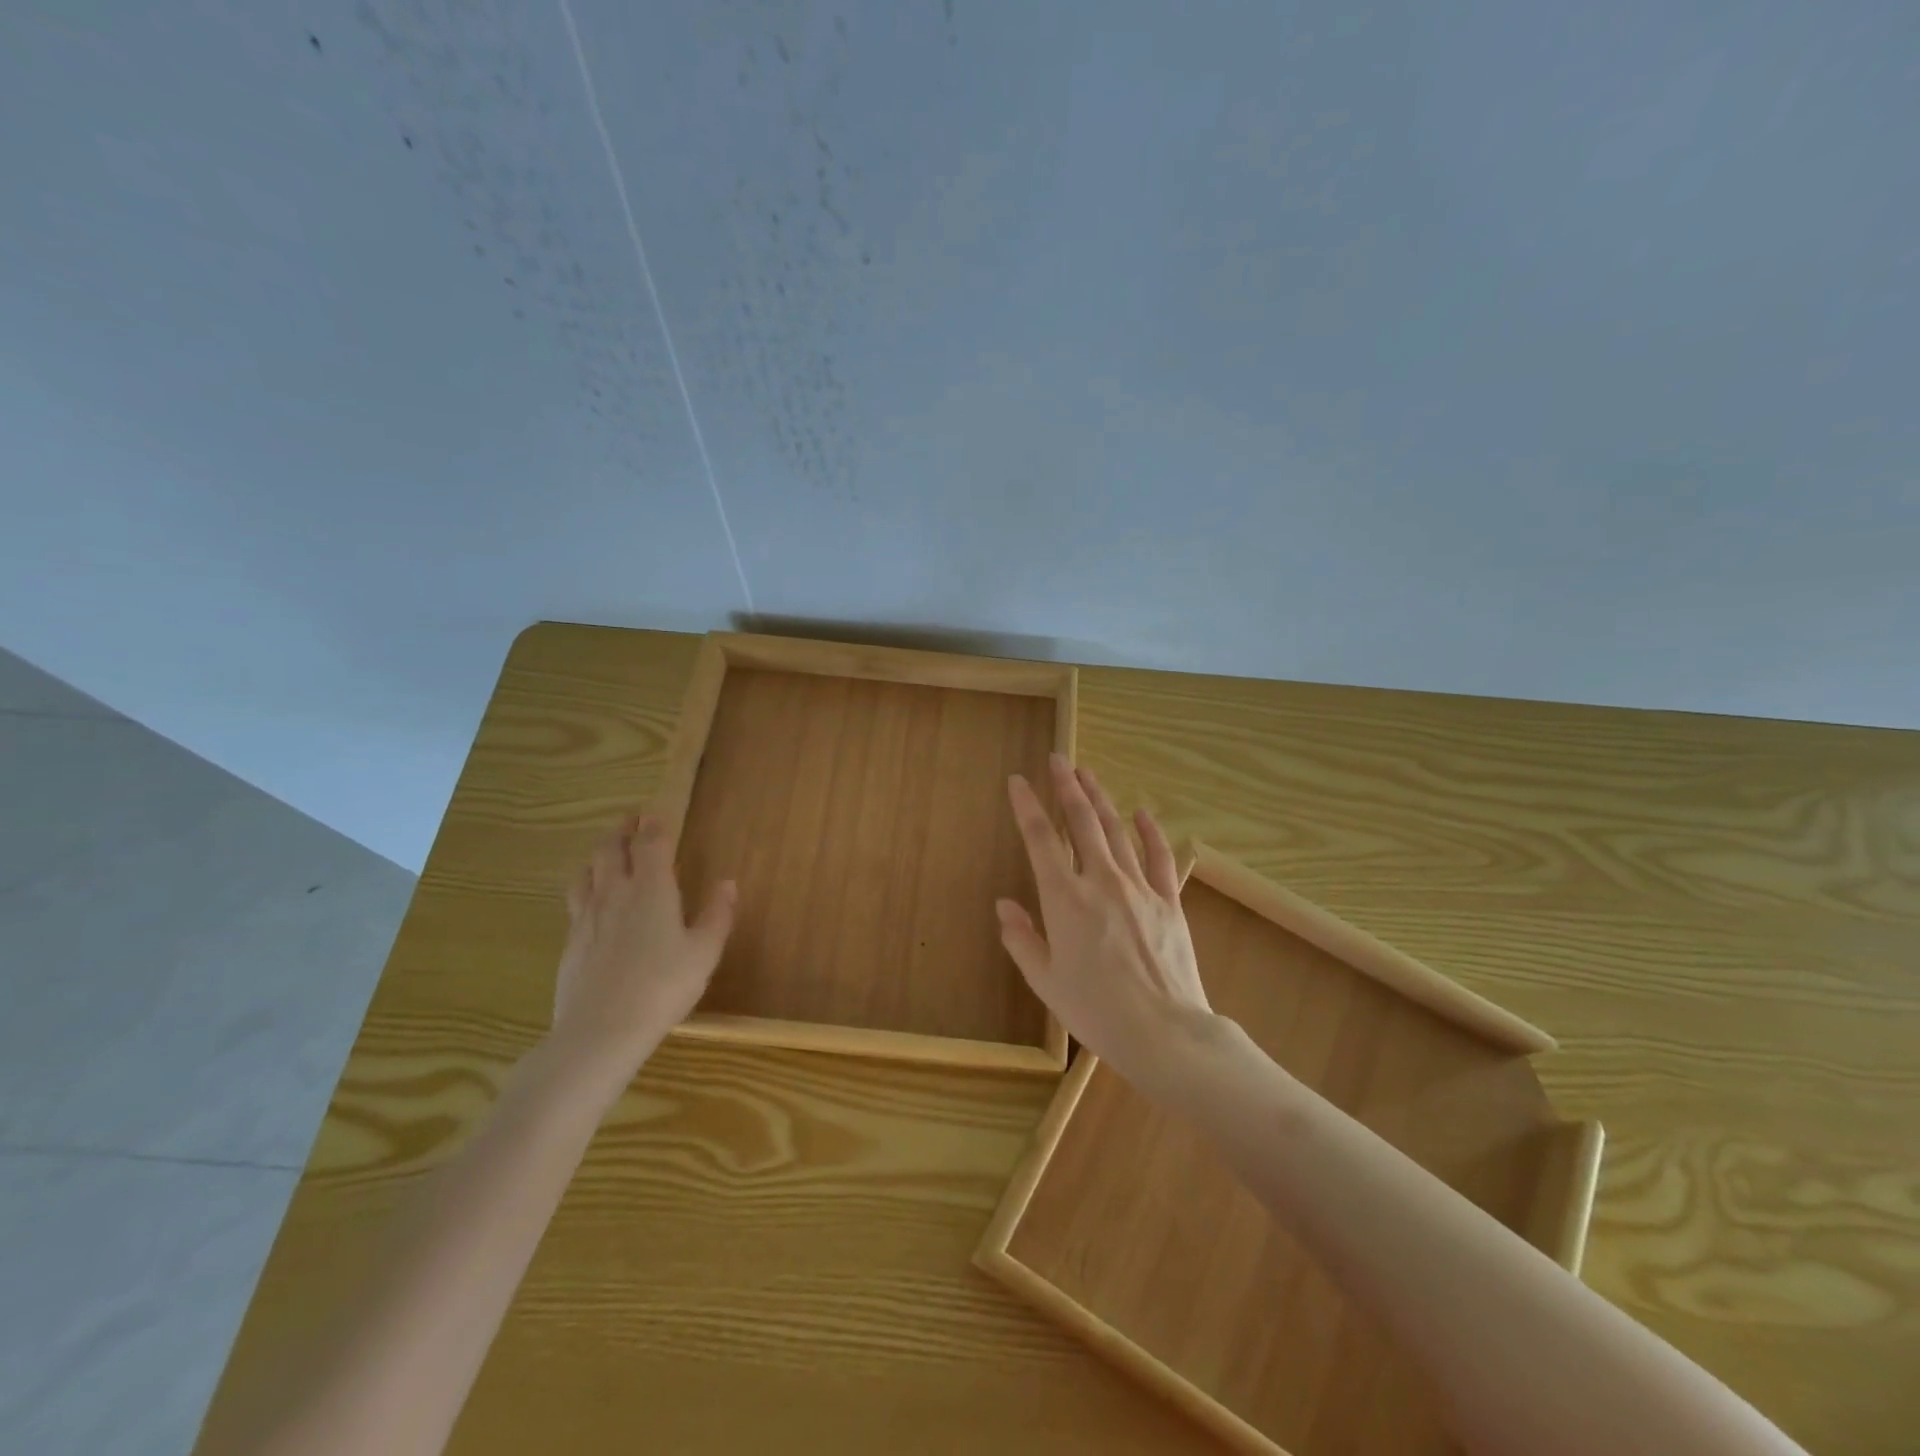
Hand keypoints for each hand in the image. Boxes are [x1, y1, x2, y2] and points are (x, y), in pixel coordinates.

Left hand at [550, 812, 735, 1083]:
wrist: (601, 1031)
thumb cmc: (663, 986)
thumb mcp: (704, 953)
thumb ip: (717, 915)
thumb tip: (727, 883)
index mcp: (651, 889)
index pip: (650, 843)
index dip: (654, 824)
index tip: (656, 812)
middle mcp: (615, 893)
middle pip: (610, 849)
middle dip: (622, 831)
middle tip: (631, 821)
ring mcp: (587, 916)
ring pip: (587, 870)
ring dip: (598, 854)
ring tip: (607, 852)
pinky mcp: (571, 941)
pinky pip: (576, 900)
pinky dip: (585, 886)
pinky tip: (591, 900)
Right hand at [997, 755, 1212, 1085]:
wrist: (1165, 1033)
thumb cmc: (1096, 1011)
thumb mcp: (1045, 981)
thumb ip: (1022, 939)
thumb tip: (1004, 905)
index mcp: (1064, 899)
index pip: (1040, 839)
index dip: (1027, 806)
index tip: (1019, 781)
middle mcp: (1100, 881)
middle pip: (1081, 821)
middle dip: (1067, 786)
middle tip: (1059, 759)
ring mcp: (1138, 887)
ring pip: (1116, 830)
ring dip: (1100, 799)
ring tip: (1088, 773)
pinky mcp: (1168, 900)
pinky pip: (1158, 856)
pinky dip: (1149, 831)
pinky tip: (1142, 812)